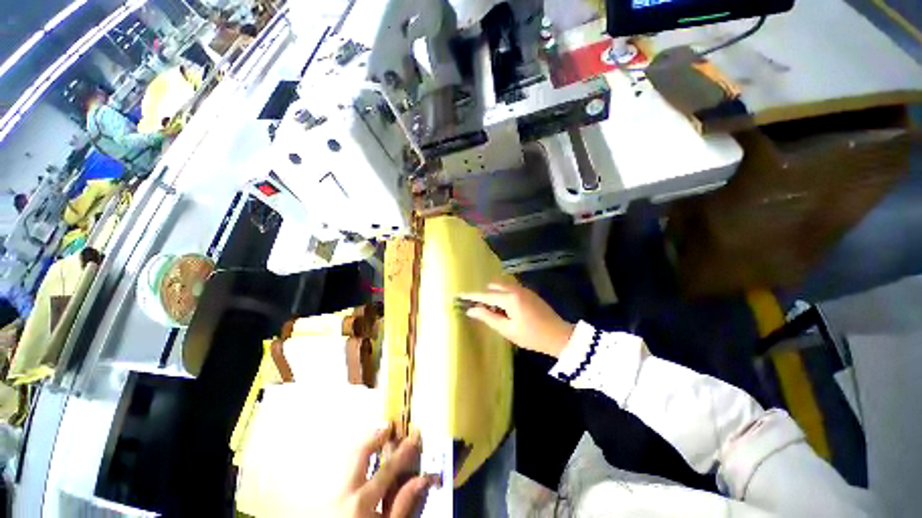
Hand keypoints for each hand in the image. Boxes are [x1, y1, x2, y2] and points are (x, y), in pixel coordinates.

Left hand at [333, 425, 438, 517]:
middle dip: (375, 437)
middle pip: (359, 453)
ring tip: (375, 434)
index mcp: (361, 502)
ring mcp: (331, 494)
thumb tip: (420, 480)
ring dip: (363, 444)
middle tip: (388, 426)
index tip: (414, 436)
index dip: (404, 450)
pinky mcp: (325, 498)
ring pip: (347, 458)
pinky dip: (353, 458)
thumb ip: (402, 505)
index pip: (387, 468)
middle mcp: (344, 493)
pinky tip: (362, 456)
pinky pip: (340, 470)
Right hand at [459, 282, 574, 357]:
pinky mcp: (529, 293)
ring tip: (494, 312)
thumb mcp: (507, 330)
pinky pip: (510, 289)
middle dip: (485, 295)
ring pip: (502, 287)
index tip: (459, 295)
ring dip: (494, 295)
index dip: (471, 295)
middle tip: (481, 310)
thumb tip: (471, 310)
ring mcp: (523, 289)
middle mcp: (515, 289)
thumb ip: (488, 317)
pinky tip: (506, 309)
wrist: (559, 336)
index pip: (485, 295)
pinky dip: (503, 295)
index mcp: (510, 298)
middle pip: (493, 287)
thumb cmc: (531, 336)